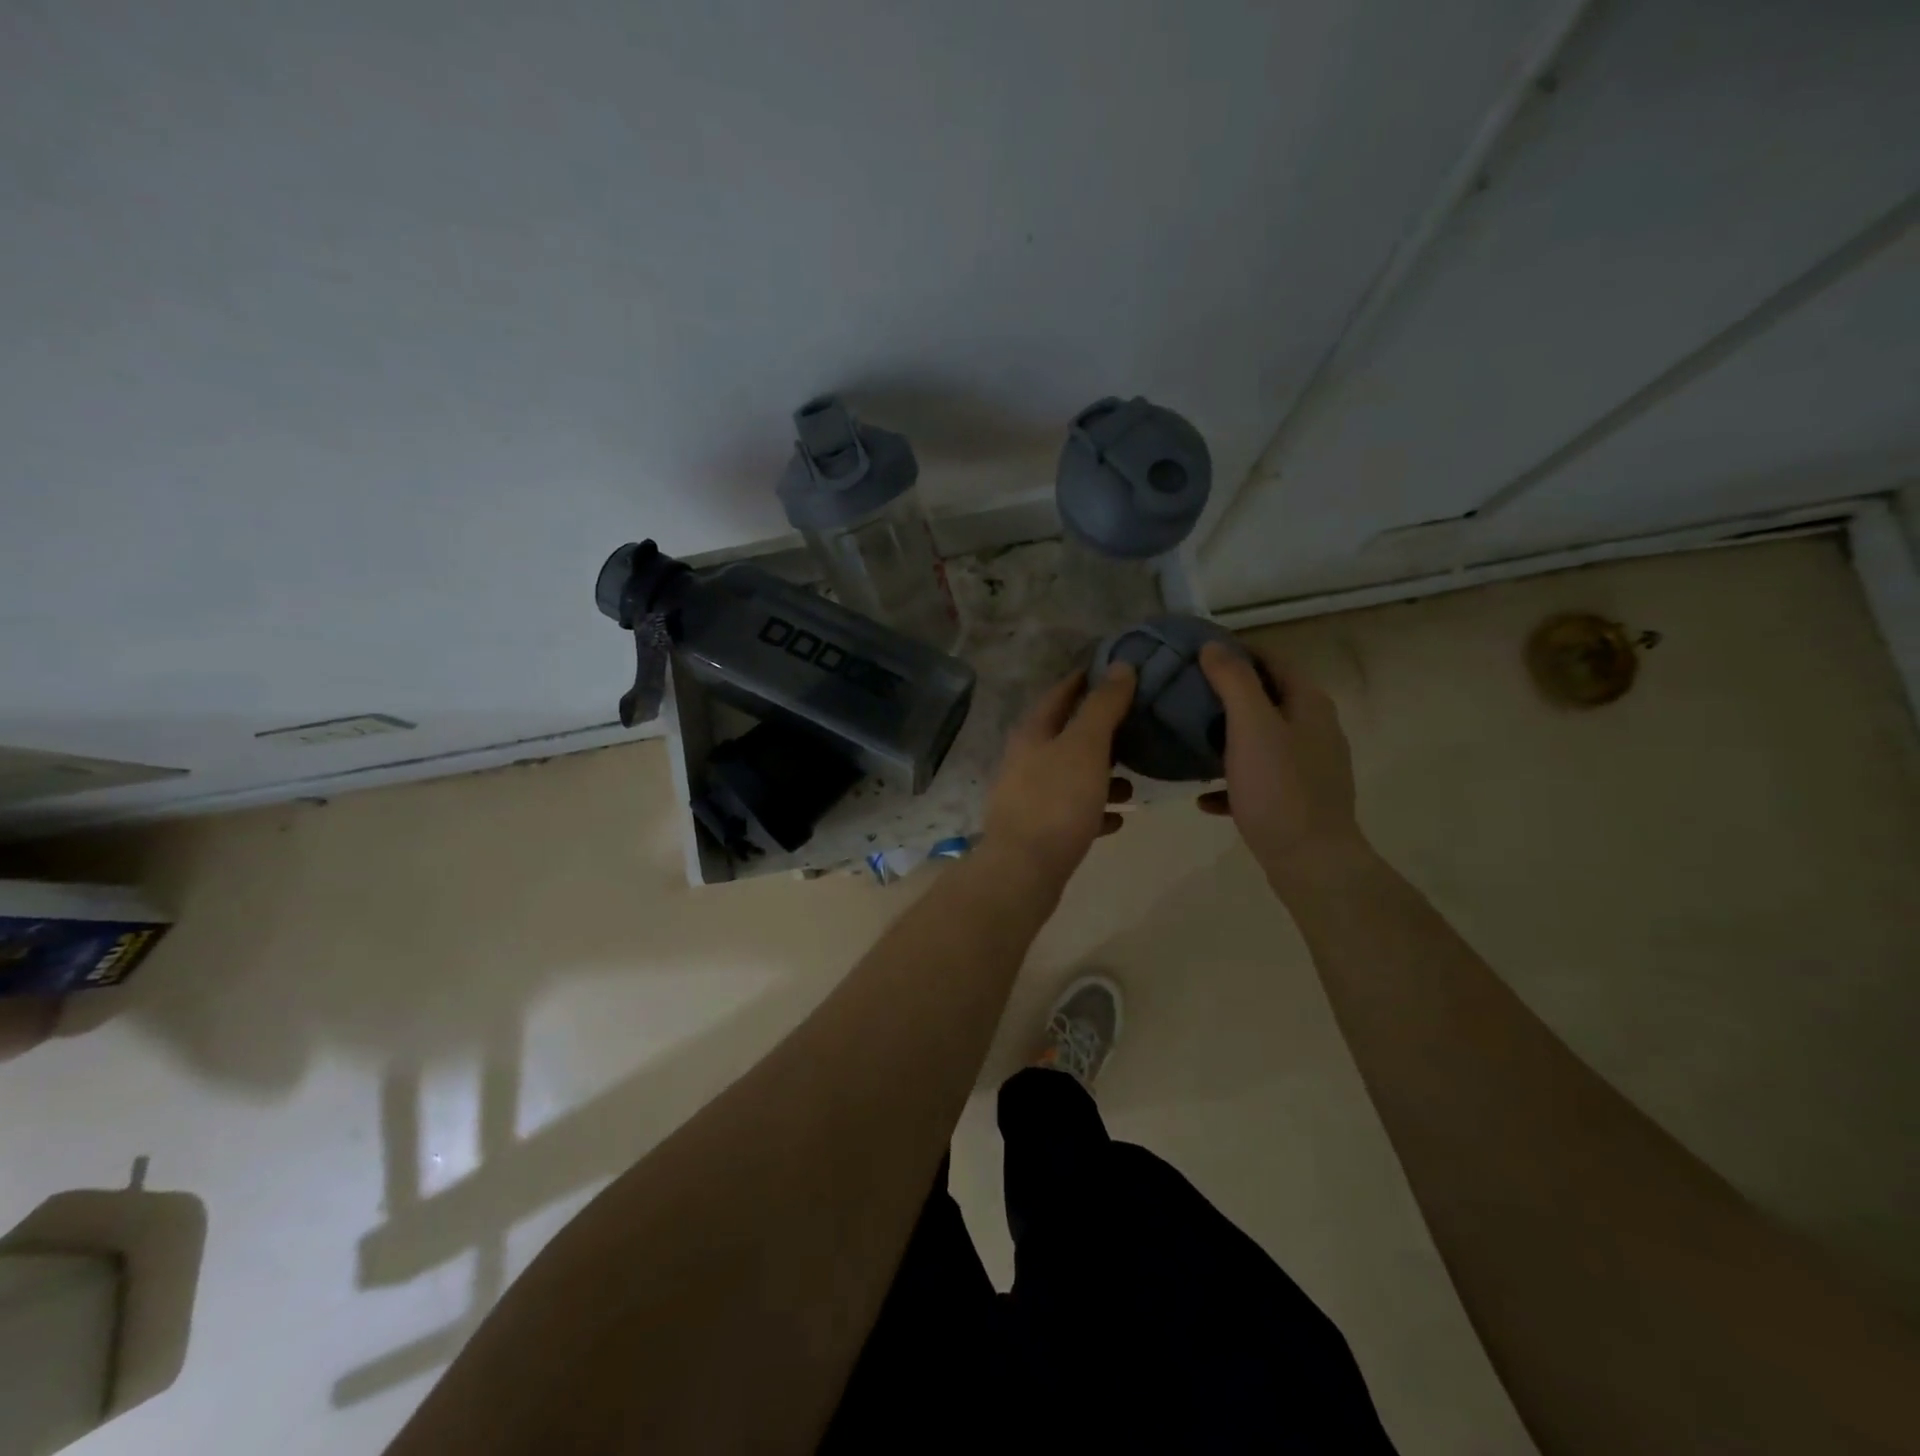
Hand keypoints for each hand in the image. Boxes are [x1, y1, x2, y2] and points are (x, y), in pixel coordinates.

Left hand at [982, 664, 1137, 885]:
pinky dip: (1095, 810)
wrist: (1023, 870)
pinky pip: (1073, 812)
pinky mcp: (1039, 831)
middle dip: (1100, 730)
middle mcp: (1026, 761)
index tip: (1115, 671)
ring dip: (1101, 774)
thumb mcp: (1085, 746)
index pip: (1059, 694)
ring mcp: (1029, 797)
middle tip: (1137, 725)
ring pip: (1071, 776)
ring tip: (1134, 781)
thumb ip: (1103, 706)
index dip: (1085, 680)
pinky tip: (1118, 819)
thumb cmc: (1056, 801)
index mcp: (1032, 734)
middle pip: (1065, 736)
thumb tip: (1120, 665)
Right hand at [1197, 643, 1366, 888]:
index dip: (1235, 651)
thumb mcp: (1251, 727)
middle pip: (1265, 698)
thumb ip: (1233, 682)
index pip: (1271, 659)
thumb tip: (1213, 646)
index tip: (1194, 654)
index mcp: (1308, 704)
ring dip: (1225, 737)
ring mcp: (1307, 766)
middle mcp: (1314, 729)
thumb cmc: (1280, 789)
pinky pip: (1257, 779)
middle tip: (1183, 694)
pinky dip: (1231, 781)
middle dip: (1225, 694)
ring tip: (1187, 739)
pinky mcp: (1296, 799)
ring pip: (1260, 739)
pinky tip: (1203, 797)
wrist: (1310, 862)